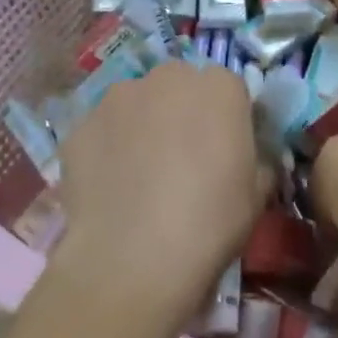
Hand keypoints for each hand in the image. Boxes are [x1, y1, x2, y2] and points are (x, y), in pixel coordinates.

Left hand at [55, 62, 262, 305]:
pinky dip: (106, 150)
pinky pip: (101, 131)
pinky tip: (109, 188)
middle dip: (181, 112)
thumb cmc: (210, 222)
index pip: (228, 89)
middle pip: (179, 86)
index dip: (226, 118)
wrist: (133, 259)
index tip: (224, 150)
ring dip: (141, 125)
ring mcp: (118, 97)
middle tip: (181, 158)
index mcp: (219, 87)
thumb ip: (257, 158)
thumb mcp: (258, 194)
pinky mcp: (80, 125)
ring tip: (139, 175)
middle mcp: (167, 77)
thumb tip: (246, 154)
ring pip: (136, 103)